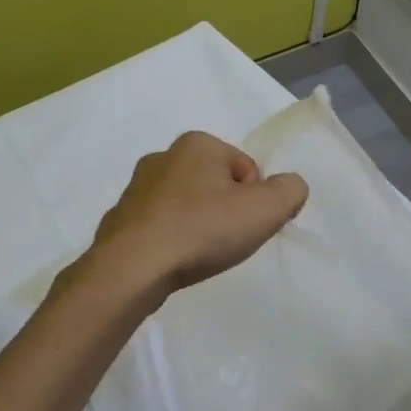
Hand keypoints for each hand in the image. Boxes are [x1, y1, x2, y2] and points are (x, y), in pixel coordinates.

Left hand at [90, 131, 308, 298]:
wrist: (132, 267)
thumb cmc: (202, 229)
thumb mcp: (265, 209)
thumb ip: (290, 190)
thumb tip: (289, 187)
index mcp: (197, 143)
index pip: (246, 168)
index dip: (255, 200)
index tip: (245, 226)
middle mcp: (163, 155)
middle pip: (214, 184)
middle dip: (225, 210)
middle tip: (224, 242)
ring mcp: (136, 187)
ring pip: (185, 204)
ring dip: (197, 225)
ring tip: (197, 255)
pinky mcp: (120, 217)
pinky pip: (159, 225)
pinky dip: (170, 239)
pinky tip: (172, 260)